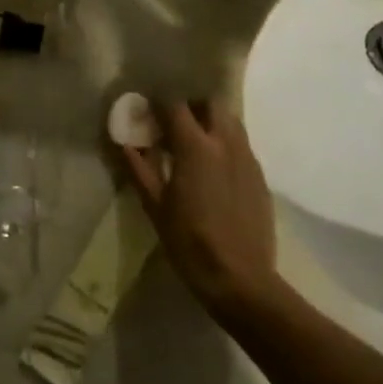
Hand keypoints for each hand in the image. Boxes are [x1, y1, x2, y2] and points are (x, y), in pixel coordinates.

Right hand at [122, 101, 281, 325]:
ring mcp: (247, 158)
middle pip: (209, 103)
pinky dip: (225, 144)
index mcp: (195, 147)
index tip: (146, 113)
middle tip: (173, 124)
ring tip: (194, 144)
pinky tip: (214, 170)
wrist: (241, 280)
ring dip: (210, 122)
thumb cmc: (190, 242)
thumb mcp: (155, 206)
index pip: (175, 104)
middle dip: (190, 106)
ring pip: (230, 121)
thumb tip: (122, 141)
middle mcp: (225, 143)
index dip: (158, 103)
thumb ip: (138, 167)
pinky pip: (241, 145)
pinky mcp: (260, 176)